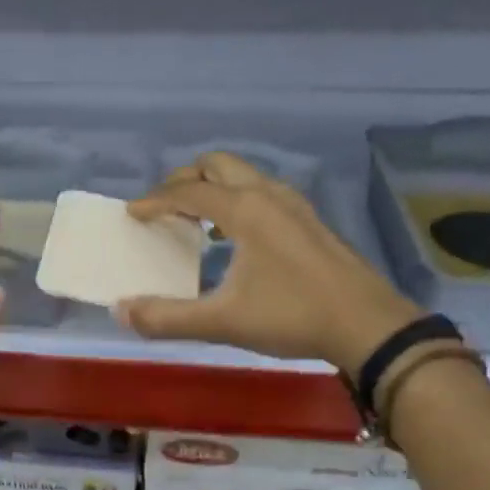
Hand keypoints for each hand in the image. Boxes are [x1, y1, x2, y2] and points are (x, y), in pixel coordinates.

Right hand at [117, 152, 419, 372]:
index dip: (155, 200)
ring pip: (244, 176)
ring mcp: (295, 205)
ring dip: (214, 187)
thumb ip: (168, 318)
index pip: (189, 191)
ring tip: (194, 219)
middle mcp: (269, 195)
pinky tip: (235, 238)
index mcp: (245, 210)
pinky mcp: (310, 222)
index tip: (132, 213)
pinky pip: (262, 193)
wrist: (367, 325)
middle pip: (219, 165)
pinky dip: (237, 201)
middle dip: (185, 179)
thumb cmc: (292, 316)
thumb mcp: (223, 322)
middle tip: (163, 205)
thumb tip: (121, 311)